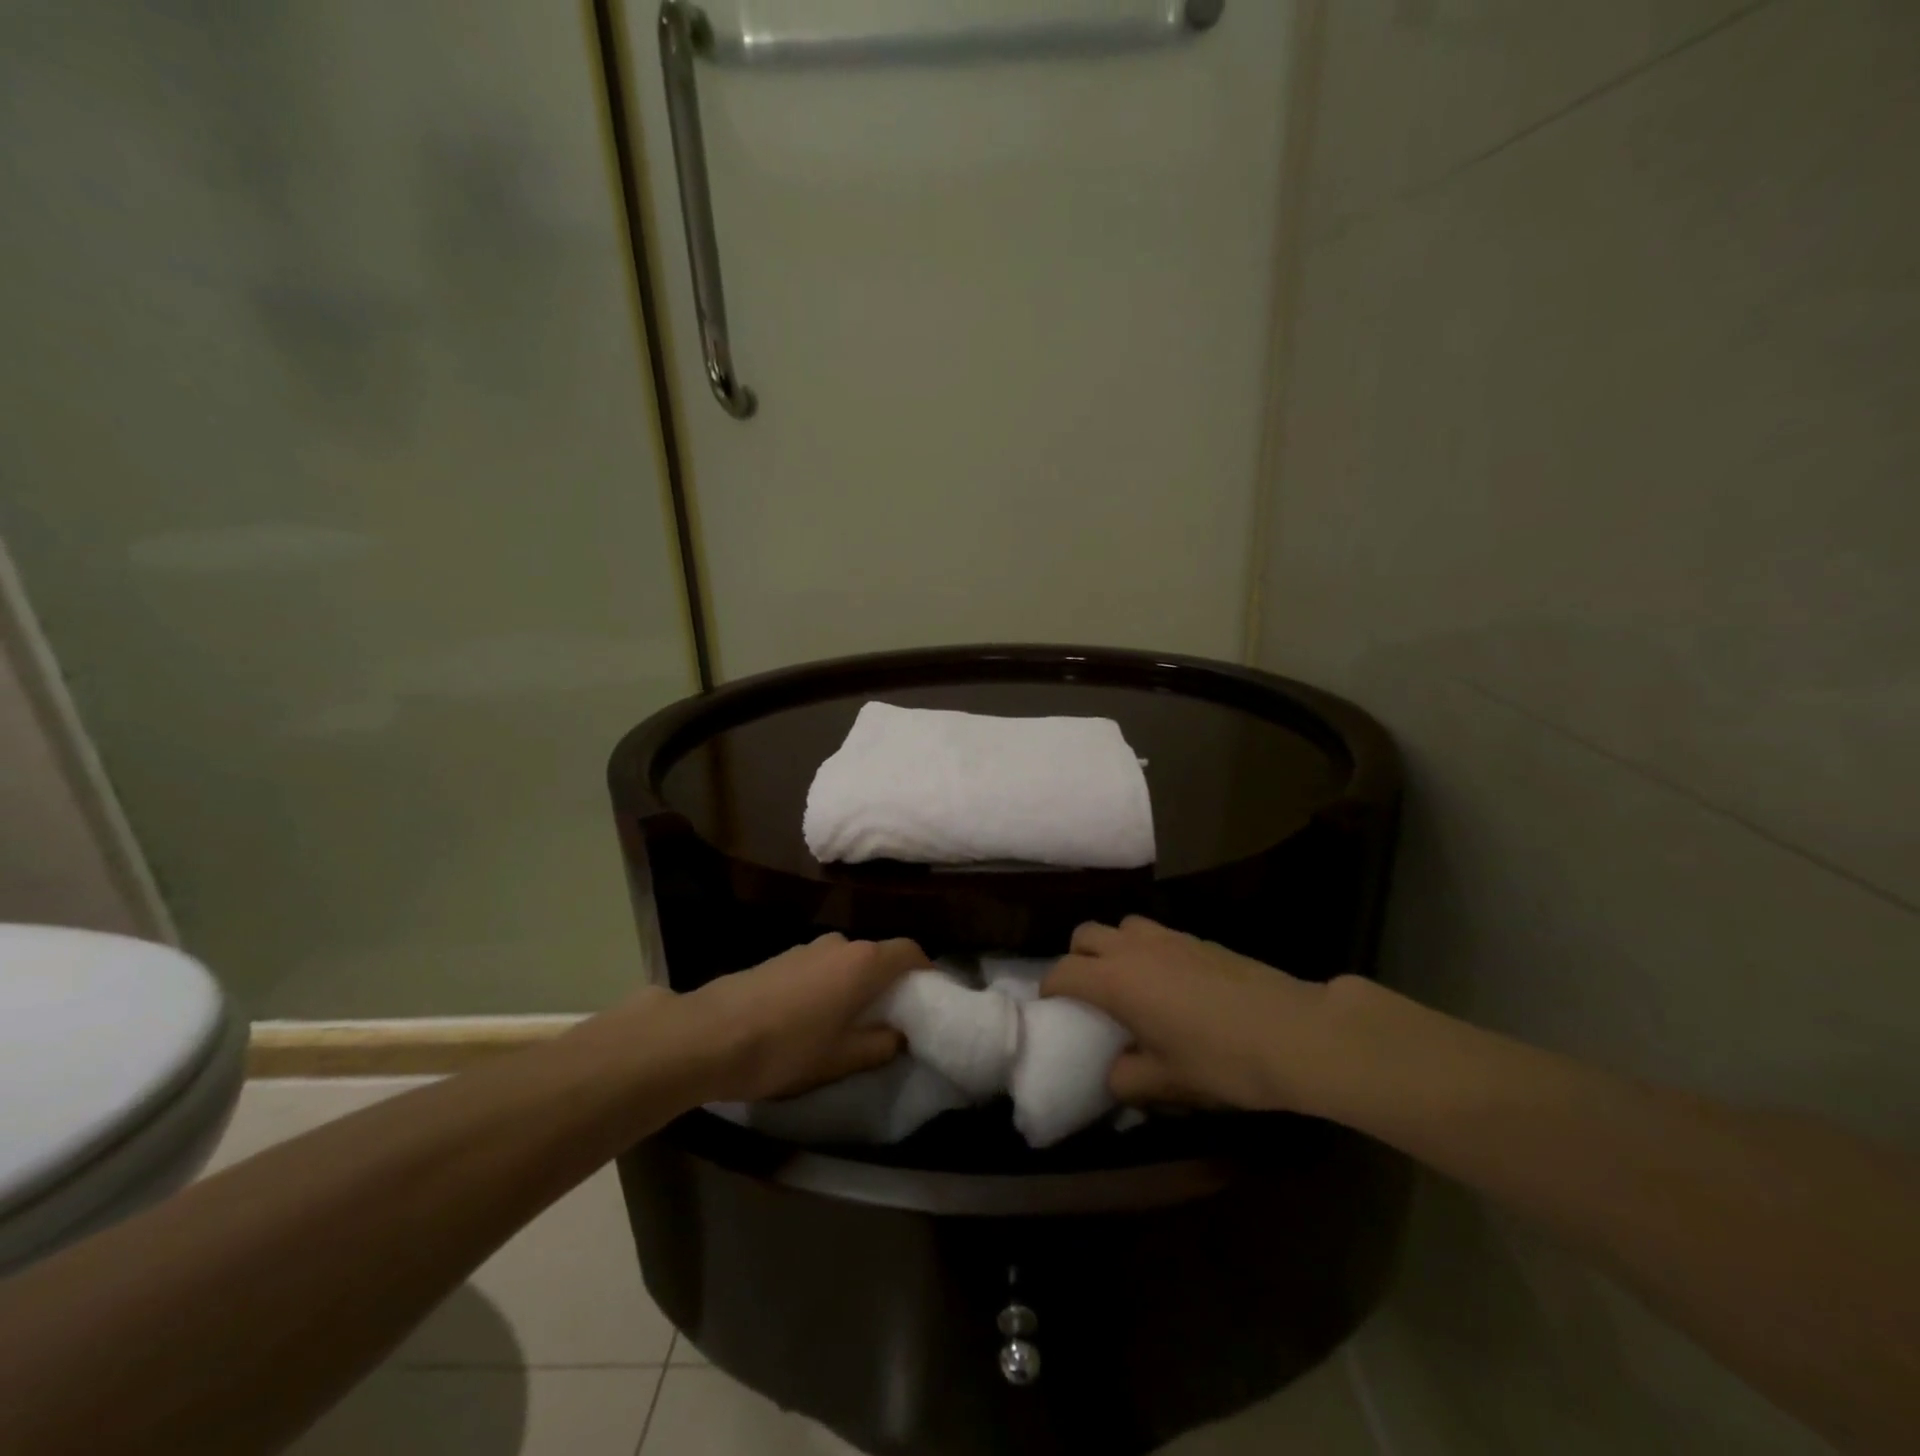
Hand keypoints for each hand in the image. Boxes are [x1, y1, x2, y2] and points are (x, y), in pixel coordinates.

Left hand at [671, 934, 927, 1102]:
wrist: (708, 1036)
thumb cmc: (786, 1048)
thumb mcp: (840, 1058)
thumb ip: (878, 1045)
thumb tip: (898, 1034)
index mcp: (863, 962)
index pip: (909, 952)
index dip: (925, 971)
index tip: (928, 997)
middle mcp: (839, 944)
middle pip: (876, 956)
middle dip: (887, 983)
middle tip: (888, 1019)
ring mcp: (806, 948)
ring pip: (846, 961)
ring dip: (854, 984)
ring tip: (846, 1021)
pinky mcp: (780, 957)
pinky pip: (819, 966)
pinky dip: (827, 985)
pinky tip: (809, 1017)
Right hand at [1042, 916, 1336, 1112]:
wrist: (1293, 1032)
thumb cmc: (1220, 1060)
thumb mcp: (1167, 1083)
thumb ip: (1127, 1079)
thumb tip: (1114, 1075)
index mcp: (1116, 980)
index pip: (1063, 972)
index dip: (1050, 989)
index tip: (1051, 1009)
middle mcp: (1134, 949)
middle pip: (1086, 935)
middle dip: (1076, 958)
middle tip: (1087, 993)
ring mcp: (1169, 937)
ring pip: (1122, 926)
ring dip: (1113, 947)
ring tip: (1127, 981)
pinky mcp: (1199, 939)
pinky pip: (1155, 933)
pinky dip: (1146, 950)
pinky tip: (1168, 982)